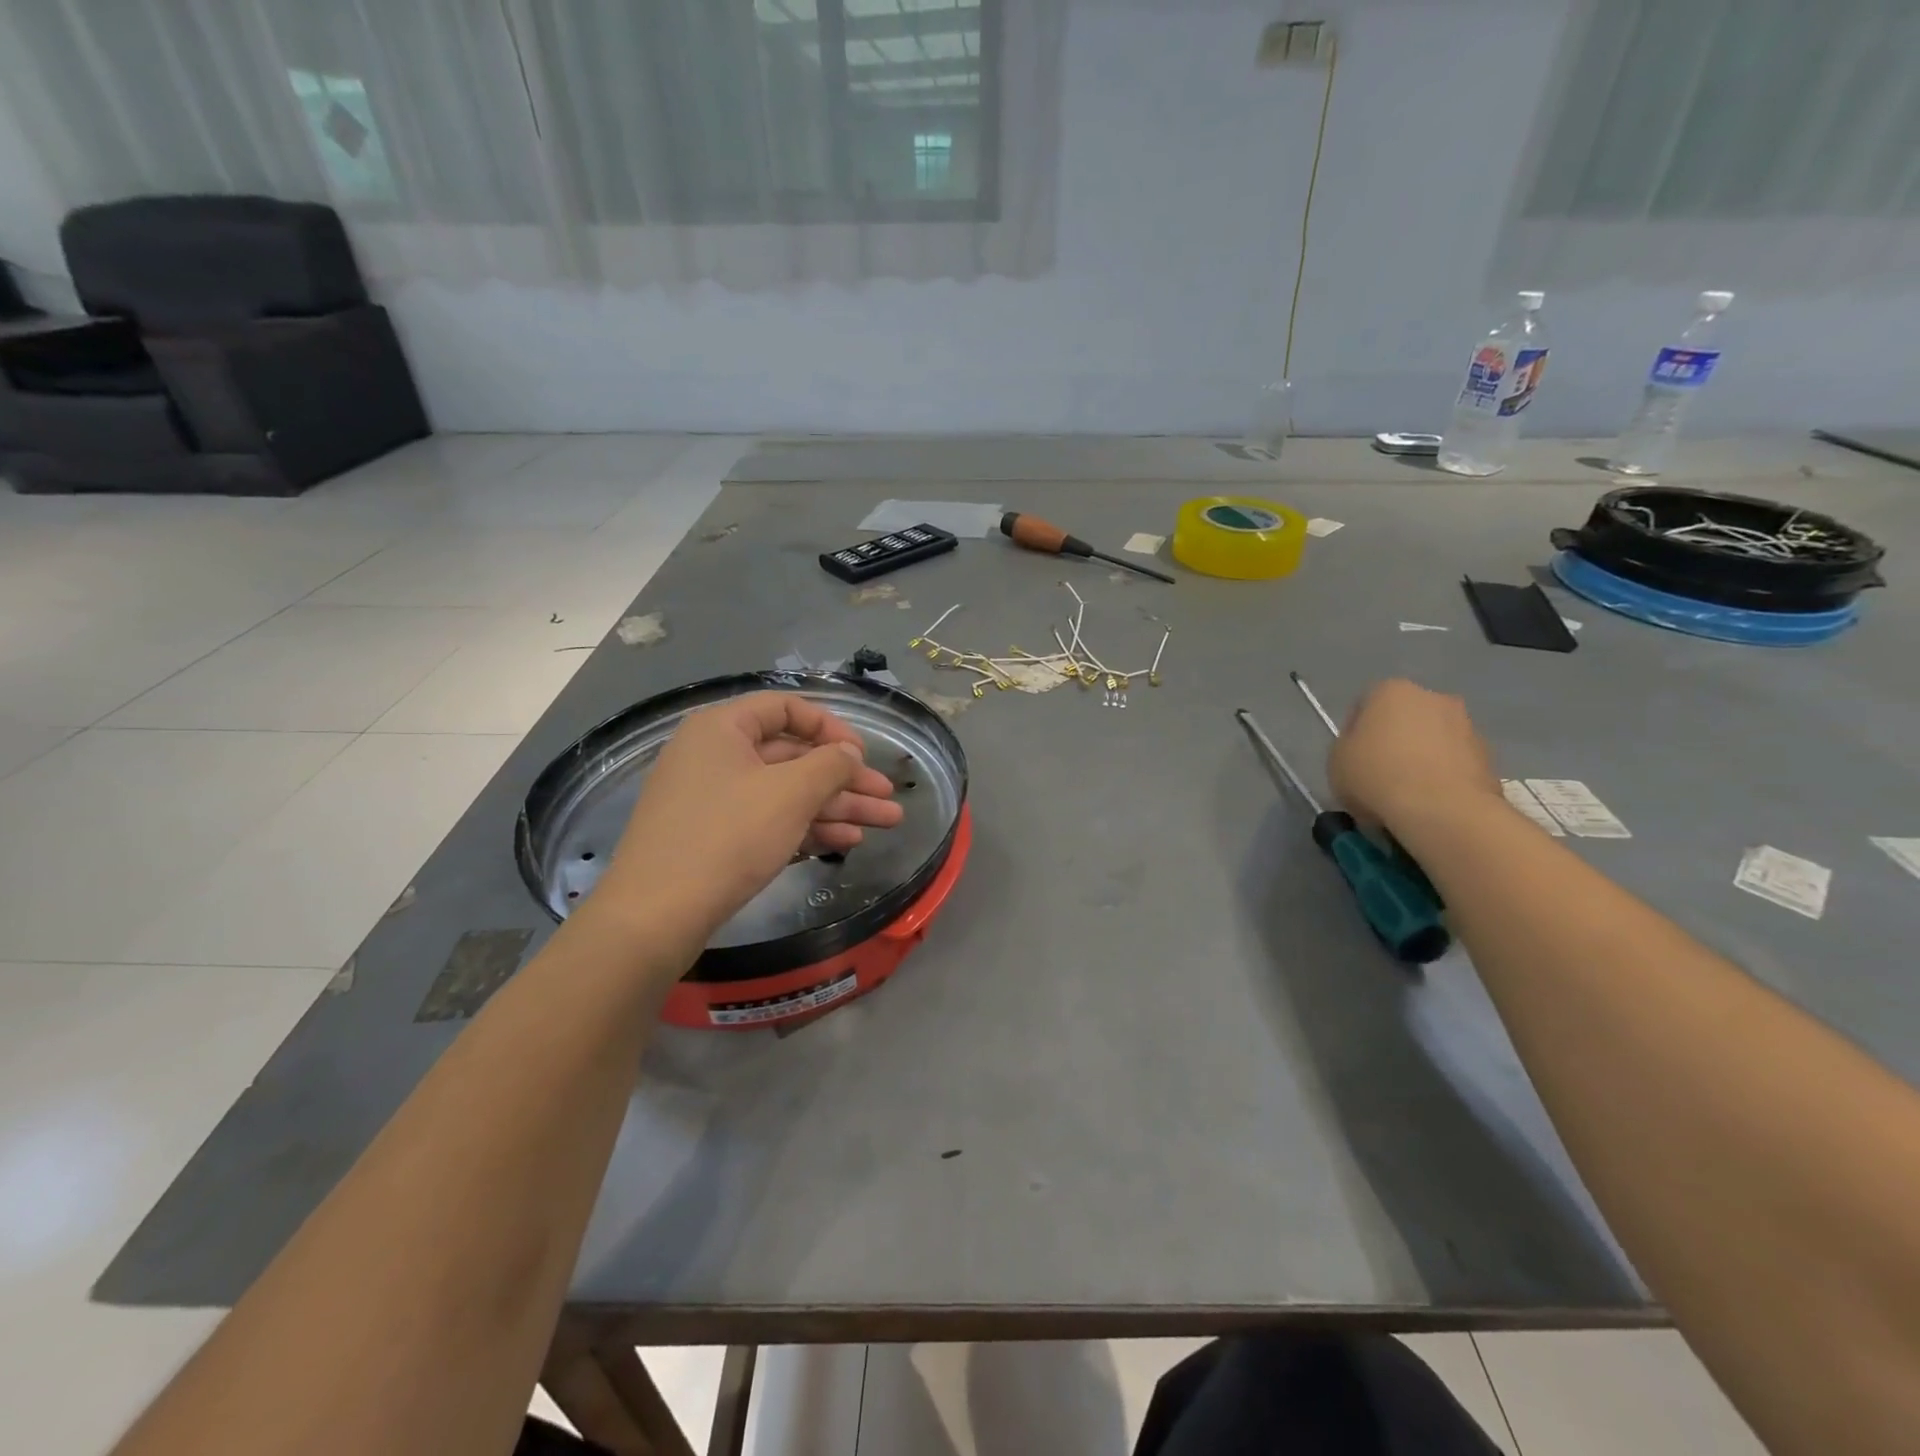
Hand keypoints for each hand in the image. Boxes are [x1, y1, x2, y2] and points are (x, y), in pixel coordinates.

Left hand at [594, 692, 905, 941]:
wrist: (656, 915)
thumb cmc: (728, 836)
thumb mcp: (790, 793)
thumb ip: (830, 765)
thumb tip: (849, 753)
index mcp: (722, 729)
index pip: (786, 709)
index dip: (831, 728)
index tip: (863, 756)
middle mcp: (715, 756)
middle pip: (793, 757)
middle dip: (846, 779)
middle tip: (889, 799)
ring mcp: (712, 799)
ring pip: (786, 793)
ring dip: (836, 807)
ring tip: (885, 824)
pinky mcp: (714, 838)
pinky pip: (768, 820)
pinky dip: (807, 827)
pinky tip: (846, 842)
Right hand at [1328, 679, 1500, 833]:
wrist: (1442, 810)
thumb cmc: (1377, 776)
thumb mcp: (1336, 760)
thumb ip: (1348, 746)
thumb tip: (1364, 749)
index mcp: (1391, 690)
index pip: (1364, 705)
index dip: (1354, 734)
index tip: (1351, 760)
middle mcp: (1434, 697)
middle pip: (1404, 719)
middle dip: (1393, 741)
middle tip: (1378, 775)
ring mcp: (1467, 726)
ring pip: (1432, 741)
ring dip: (1420, 759)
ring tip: (1406, 795)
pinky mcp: (1489, 757)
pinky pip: (1454, 764)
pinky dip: (1443, 777)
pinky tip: (1430, 804)